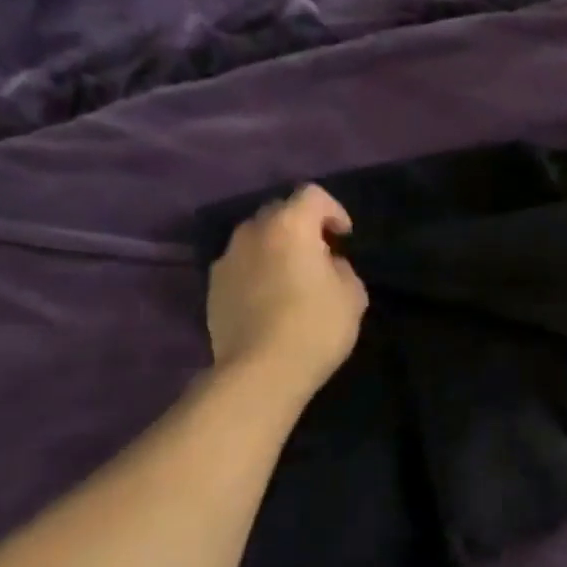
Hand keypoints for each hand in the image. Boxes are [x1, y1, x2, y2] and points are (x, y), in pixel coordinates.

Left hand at [208, 185, 367, 397]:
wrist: (260, 371)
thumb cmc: (315, 326)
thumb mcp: (353, 296)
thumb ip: (342, 268)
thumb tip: (328, 263)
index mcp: (290, 226)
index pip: (312, 195)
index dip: (333, 210)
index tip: (344, 238)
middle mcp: (252, 232)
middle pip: (279, 212)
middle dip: (301, 227)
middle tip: (319, 256)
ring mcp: (227, 259)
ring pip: (256, 239)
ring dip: (276, 249)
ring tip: (292, 278)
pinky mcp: (213, 288)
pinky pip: (241, 266)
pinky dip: (257, 272)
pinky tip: (270, 301)